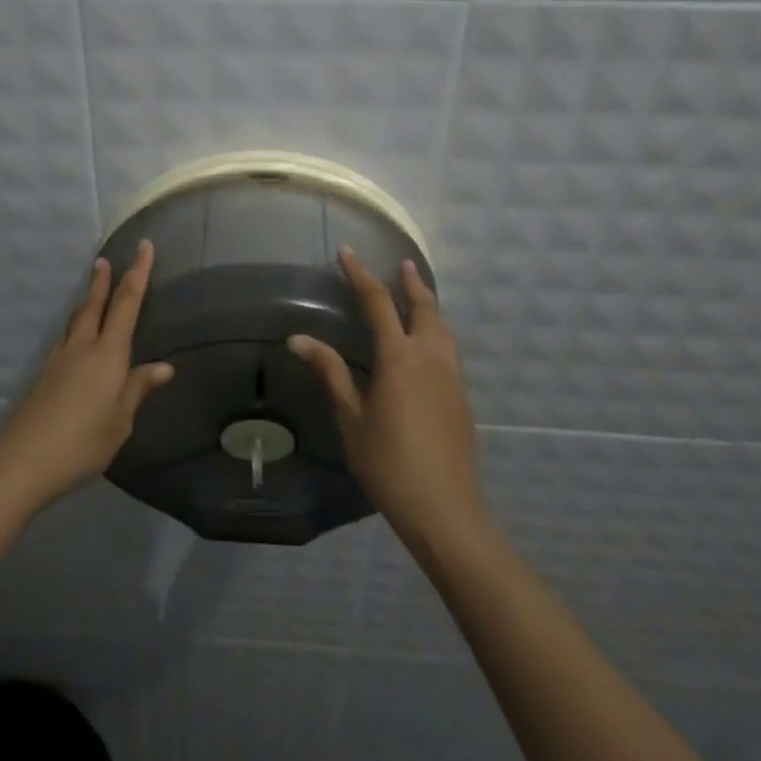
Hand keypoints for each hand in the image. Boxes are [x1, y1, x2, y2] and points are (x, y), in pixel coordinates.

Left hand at [0, 241, 173, 514]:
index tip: (144, 247)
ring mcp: (58, 360)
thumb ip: (137, 389)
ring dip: (86, 302)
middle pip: (94, 305)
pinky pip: (65, 339)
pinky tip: (76, 339)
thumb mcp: (120, 421)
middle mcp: (82, 348)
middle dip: (103, 281)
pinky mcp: (43, 375)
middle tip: (104, 260)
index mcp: (107, 354)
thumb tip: (163, 367)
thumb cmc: (82, 442)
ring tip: (92, 293)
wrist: (22, 461)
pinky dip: (75, 327)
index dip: (138, 273)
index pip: (127, 304)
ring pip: (75, 320)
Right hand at [288, 248, 483, 544]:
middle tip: (401, 264)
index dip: (361, 275)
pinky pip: (449, 349)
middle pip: (424, 307)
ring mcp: (452, 377)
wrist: (444, 508)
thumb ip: (330, 373)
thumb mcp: (351, 418)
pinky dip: (437, 331)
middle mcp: (430, 357)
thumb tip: (298, 339)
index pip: (378, 303)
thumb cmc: (388, 463)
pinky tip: (428, 345)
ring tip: (417, 294)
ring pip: (443, 328)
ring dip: (429, 305)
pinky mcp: (461, 397)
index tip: (348, 252)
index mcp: (399, 358)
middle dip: (411, 282)